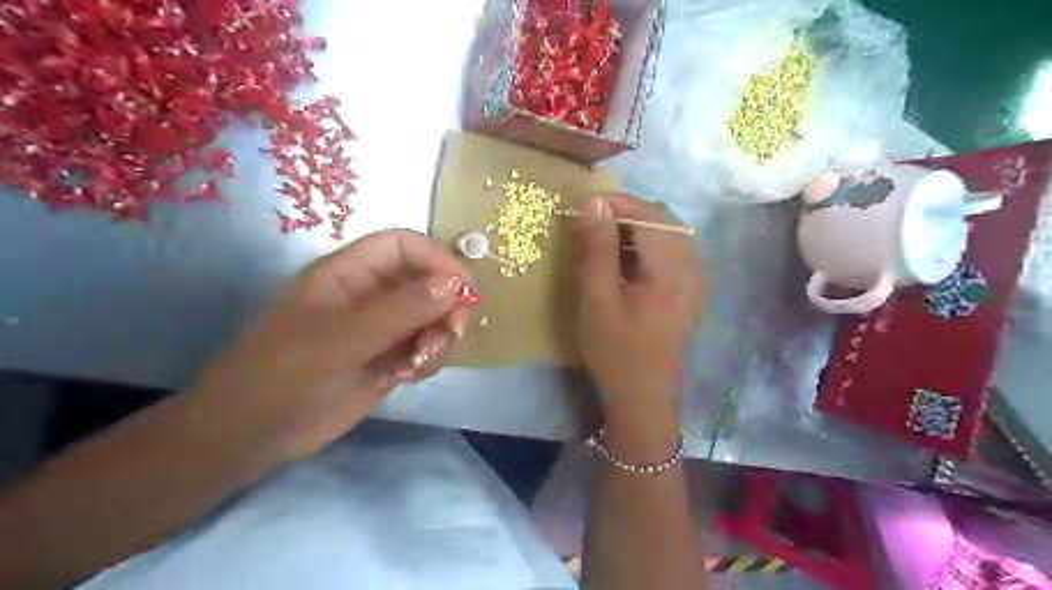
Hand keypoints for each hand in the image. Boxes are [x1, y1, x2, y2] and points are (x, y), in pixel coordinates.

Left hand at [184, 228, 472, 461]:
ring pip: (432, 317)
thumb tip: (455, 285)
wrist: (253, 434)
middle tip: (452, 331)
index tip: (464, 290)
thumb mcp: (342, 339)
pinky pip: (425, 347)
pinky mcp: (388, 358)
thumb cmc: (285, 374)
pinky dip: (429, 358)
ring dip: (440, 336)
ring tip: (421, 363)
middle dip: (446, 304)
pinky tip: (409, 376)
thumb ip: (401, 310)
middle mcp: (370, 294)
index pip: (404, 246)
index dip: (437, 260)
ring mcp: (381, 328)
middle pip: (427, 281)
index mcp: (349, 273)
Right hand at [578, 194, 701, 446]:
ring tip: (603, 240)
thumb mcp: (598, 298)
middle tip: (591, 223)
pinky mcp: (689, 292)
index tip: (583, 206)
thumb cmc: (617, 351)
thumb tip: (594, 202)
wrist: (644, 399)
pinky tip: (624, 262)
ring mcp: (694, 280)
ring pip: (669, 235)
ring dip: (636, 229)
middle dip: (627, 213)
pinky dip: (646, 247)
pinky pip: (671, 254)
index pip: (649, 213)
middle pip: (664, 220)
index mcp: (672, 268)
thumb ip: (598, 248)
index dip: (616, 203)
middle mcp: (692, 267)